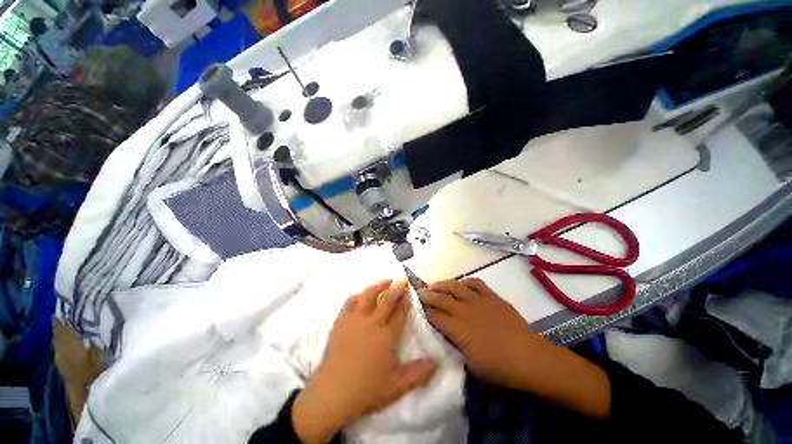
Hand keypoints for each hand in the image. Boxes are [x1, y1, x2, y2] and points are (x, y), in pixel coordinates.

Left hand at [293, 280, 437, 442]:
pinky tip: (360, 295)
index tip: (410, 291)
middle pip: (386, 301)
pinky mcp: (340, 322)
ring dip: (378, 286)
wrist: (332, 394)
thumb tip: (436, 363)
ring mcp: (354, 320)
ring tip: (385, 281)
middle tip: (402, 280)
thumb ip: (417, 374)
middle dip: (396, 288)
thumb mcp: (396, 387)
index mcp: (386, 336)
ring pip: (367, 296)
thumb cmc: (366, 390)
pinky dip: (356, 296)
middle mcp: (371, 323)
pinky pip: (349, 303)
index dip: (405, 301)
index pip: (399, 314)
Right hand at [418, 278, 533, 387]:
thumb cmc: (499, 367)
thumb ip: (457, 348)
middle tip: (419, 292)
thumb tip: (449, 338)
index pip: (435, 317)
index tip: (418, 308)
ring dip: (443, 284)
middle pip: (441, 299)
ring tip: (435, 284)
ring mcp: (478, 301)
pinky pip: (476, 283)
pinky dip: (467, 281)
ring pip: (455, 286)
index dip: (425, 311)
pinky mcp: (491, 297)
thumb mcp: (471, 365)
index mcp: (457, 329)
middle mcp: (464, 311)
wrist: (529, 357)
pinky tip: (462, 283)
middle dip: (428, 295)